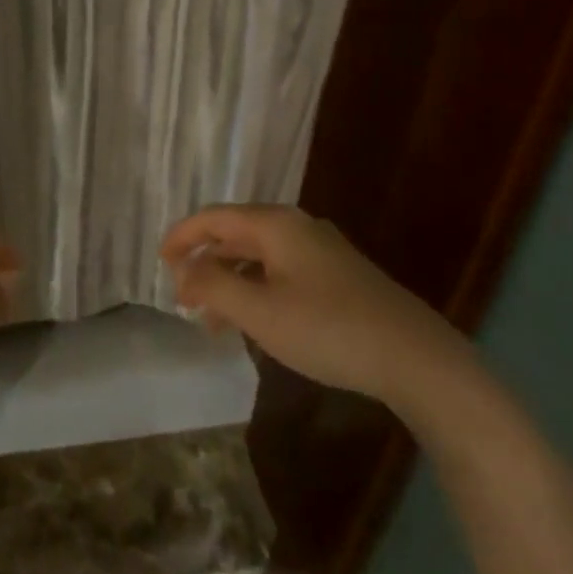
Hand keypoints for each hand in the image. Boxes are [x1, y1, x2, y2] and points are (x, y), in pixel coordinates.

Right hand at [161, 205, 476, 408]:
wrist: (413, 356)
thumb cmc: (327, 329)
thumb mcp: (258, 311)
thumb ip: (213, 285)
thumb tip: (186, 270)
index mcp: (276, 225)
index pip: (213, 217)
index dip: (181, 237)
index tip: (159, 264)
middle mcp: (297, 228)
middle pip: (235, 235)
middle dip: (203, 264)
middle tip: (181, 299)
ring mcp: (321, 252)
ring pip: (258, 258)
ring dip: (229, 283)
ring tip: (210, 322)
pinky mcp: (336, 277)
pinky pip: (280, 274)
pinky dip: (255, 292)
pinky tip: (251, 324)